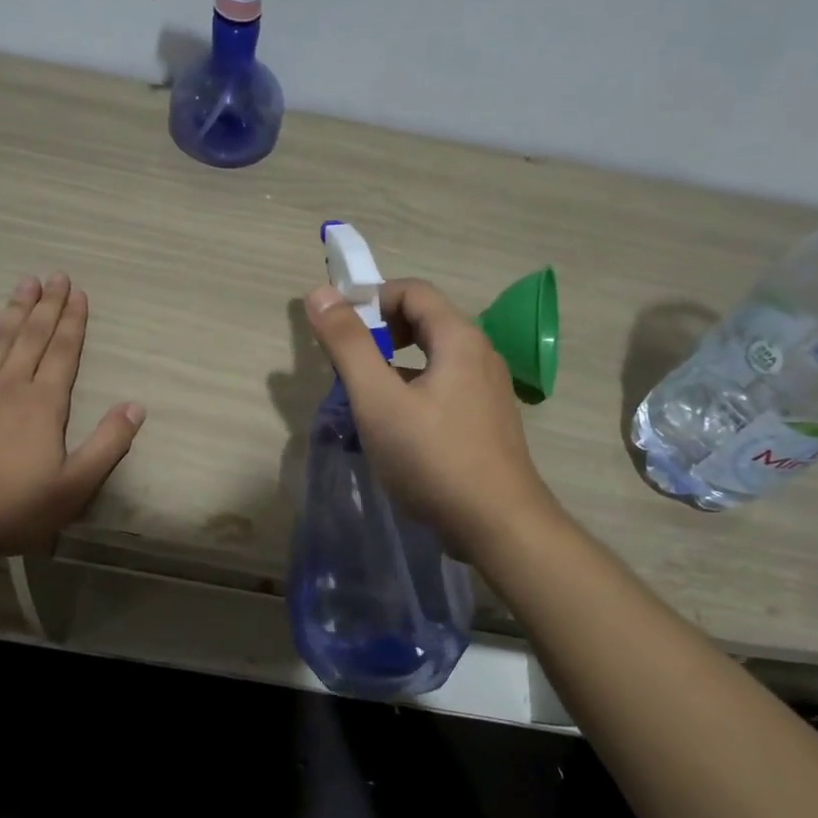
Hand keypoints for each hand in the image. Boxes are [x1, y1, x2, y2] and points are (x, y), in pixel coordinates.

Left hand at [0, 274, 144, 558]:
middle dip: (48, 305)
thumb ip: (108, 444)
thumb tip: (136, 406)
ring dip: (15, 308)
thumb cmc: (13, 506)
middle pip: (34, 335)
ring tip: (26, 283)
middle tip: (56, 276)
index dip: (74, 322)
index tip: (79, 294)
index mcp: (45, 403)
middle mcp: (12, 384)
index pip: (65, 352)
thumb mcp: (75, 485)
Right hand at [305, 278, 560, 556]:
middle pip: (425, 320)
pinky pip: (445, 386)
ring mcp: (489, 390)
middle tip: (348, 361)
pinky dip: (414, 389)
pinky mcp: (487, 422)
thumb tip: (319, 293)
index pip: (412, 290)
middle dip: (381, 331)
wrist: (498, 526)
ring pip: (434, 357)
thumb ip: (348, 344)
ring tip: (365, 395)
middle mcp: (481, 355)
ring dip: (395, 363)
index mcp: (459, 339)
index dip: (371, 297)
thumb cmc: (433, 458)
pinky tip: (396, 427)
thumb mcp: (378, 400)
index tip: (337, 326)